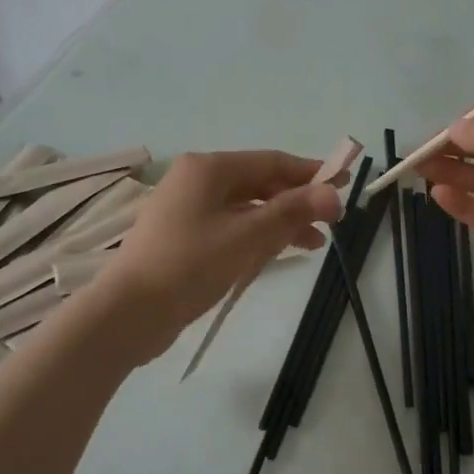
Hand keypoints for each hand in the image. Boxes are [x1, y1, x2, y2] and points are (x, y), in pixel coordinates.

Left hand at [97, 150, 344, 362]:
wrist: (130, 312)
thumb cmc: (191, 264)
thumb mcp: (249, 235)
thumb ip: (292, 211)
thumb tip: (334, 193)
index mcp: (209, 168)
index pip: (272, 161)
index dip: (310, 174)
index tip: (343, 187)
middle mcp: (196, 180)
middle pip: (259, 183)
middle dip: (296, 202)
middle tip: (330, 223)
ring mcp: (186, 209)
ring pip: (245, 208)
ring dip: (279, 223)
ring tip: (312, 245)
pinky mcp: (182, 238)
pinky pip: (229, 227)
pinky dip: (255, 237)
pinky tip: (274, 254)